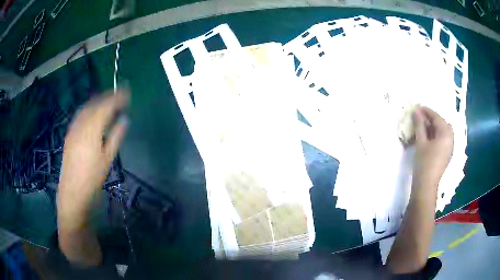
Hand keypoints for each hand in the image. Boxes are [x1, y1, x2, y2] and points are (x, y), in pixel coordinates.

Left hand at [57, 91, 127, 227]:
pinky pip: (80, 114)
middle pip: (95, 103)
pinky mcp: (69, 133)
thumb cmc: (92, 178)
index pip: (106, 106)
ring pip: (87, 107)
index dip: (117, 98)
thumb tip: (124, 119)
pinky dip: (89, 108)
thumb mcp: (107, 158)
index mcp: (92, 129)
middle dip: (108, 96)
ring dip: (98, 100)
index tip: (127, 93)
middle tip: (119, 94)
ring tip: (107, 100)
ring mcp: (73, 128)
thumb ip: (116, 136)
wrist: (72, 191)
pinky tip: (92, 112)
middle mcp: (81, 124)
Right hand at [412, 106, 453, 187]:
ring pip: (444, 131)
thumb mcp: (421, 142)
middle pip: (443, 123)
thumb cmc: (424, 162)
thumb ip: (419, 125)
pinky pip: (444, 139)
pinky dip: (437, 135)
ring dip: (435, 127)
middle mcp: (451, 139)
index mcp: (446, 134)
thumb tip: (417, 111)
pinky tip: (430, 137)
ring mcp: (450, 148)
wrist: (426, 185)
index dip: (427, 111)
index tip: (419, 107)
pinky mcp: (447, 154)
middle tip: (422, 118)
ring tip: (425, 127)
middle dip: (433, 119)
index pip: (437, 118)